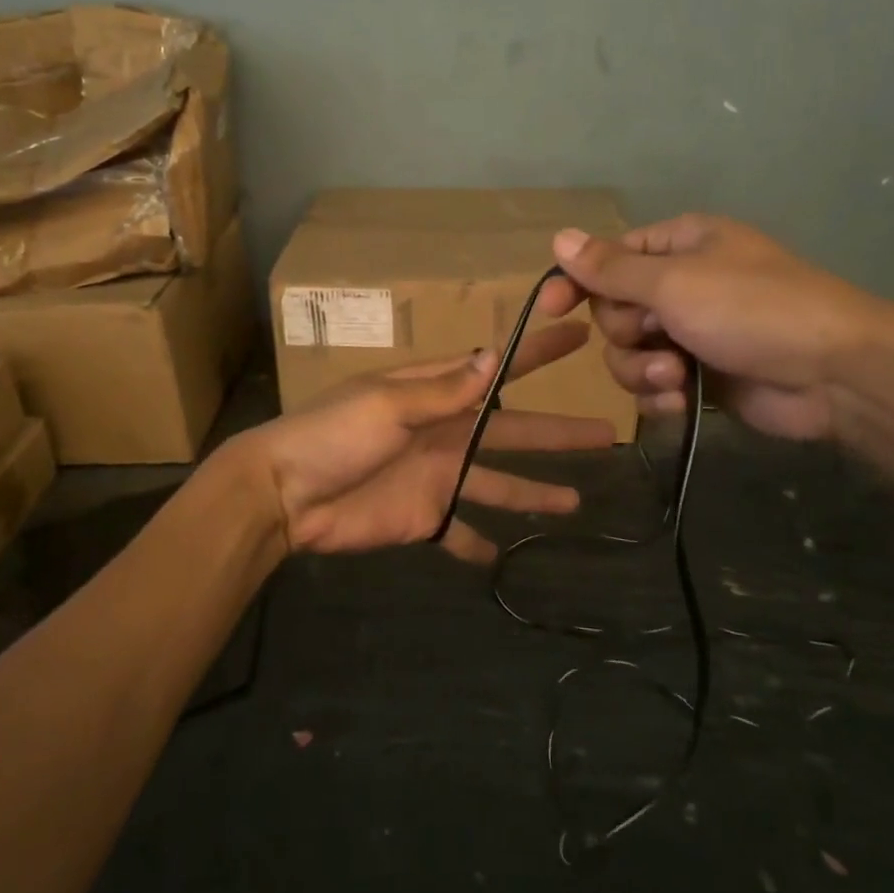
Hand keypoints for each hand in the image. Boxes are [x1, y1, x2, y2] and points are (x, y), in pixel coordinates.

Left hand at [234, 323, 616, 563]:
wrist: (286, 494)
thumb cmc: (335, 435)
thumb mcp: (389, 404)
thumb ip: (444, 390)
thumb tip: (494, 358)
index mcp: (436, 395)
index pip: (498, 370)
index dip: (538, 353)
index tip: (579, 336)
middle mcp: (445, 432)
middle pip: (512, 431)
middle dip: (557, 432)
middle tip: (607, 433)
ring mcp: (437, 477)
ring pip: (498, 483)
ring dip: (533, 492)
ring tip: (576, 503)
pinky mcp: (422, 518)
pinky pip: (458, 532)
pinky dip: (476, 544)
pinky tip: (504, 557)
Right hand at [536, 214, 885, 441]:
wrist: (834, 374)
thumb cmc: (752, 309)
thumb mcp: (674, 282)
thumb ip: (611, 268)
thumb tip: (559, 236)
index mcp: (679, 245)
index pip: (608, 257)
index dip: (577, 281)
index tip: (550, 309)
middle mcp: (682, 284)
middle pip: (614, 309)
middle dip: (626, 331)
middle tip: (655, 336)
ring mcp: (692, 331)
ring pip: (629, 352)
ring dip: (642, 368)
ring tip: (674, 378)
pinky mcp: (701, 375)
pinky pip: (654, 384)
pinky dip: (660, 394)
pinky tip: (681, 402)